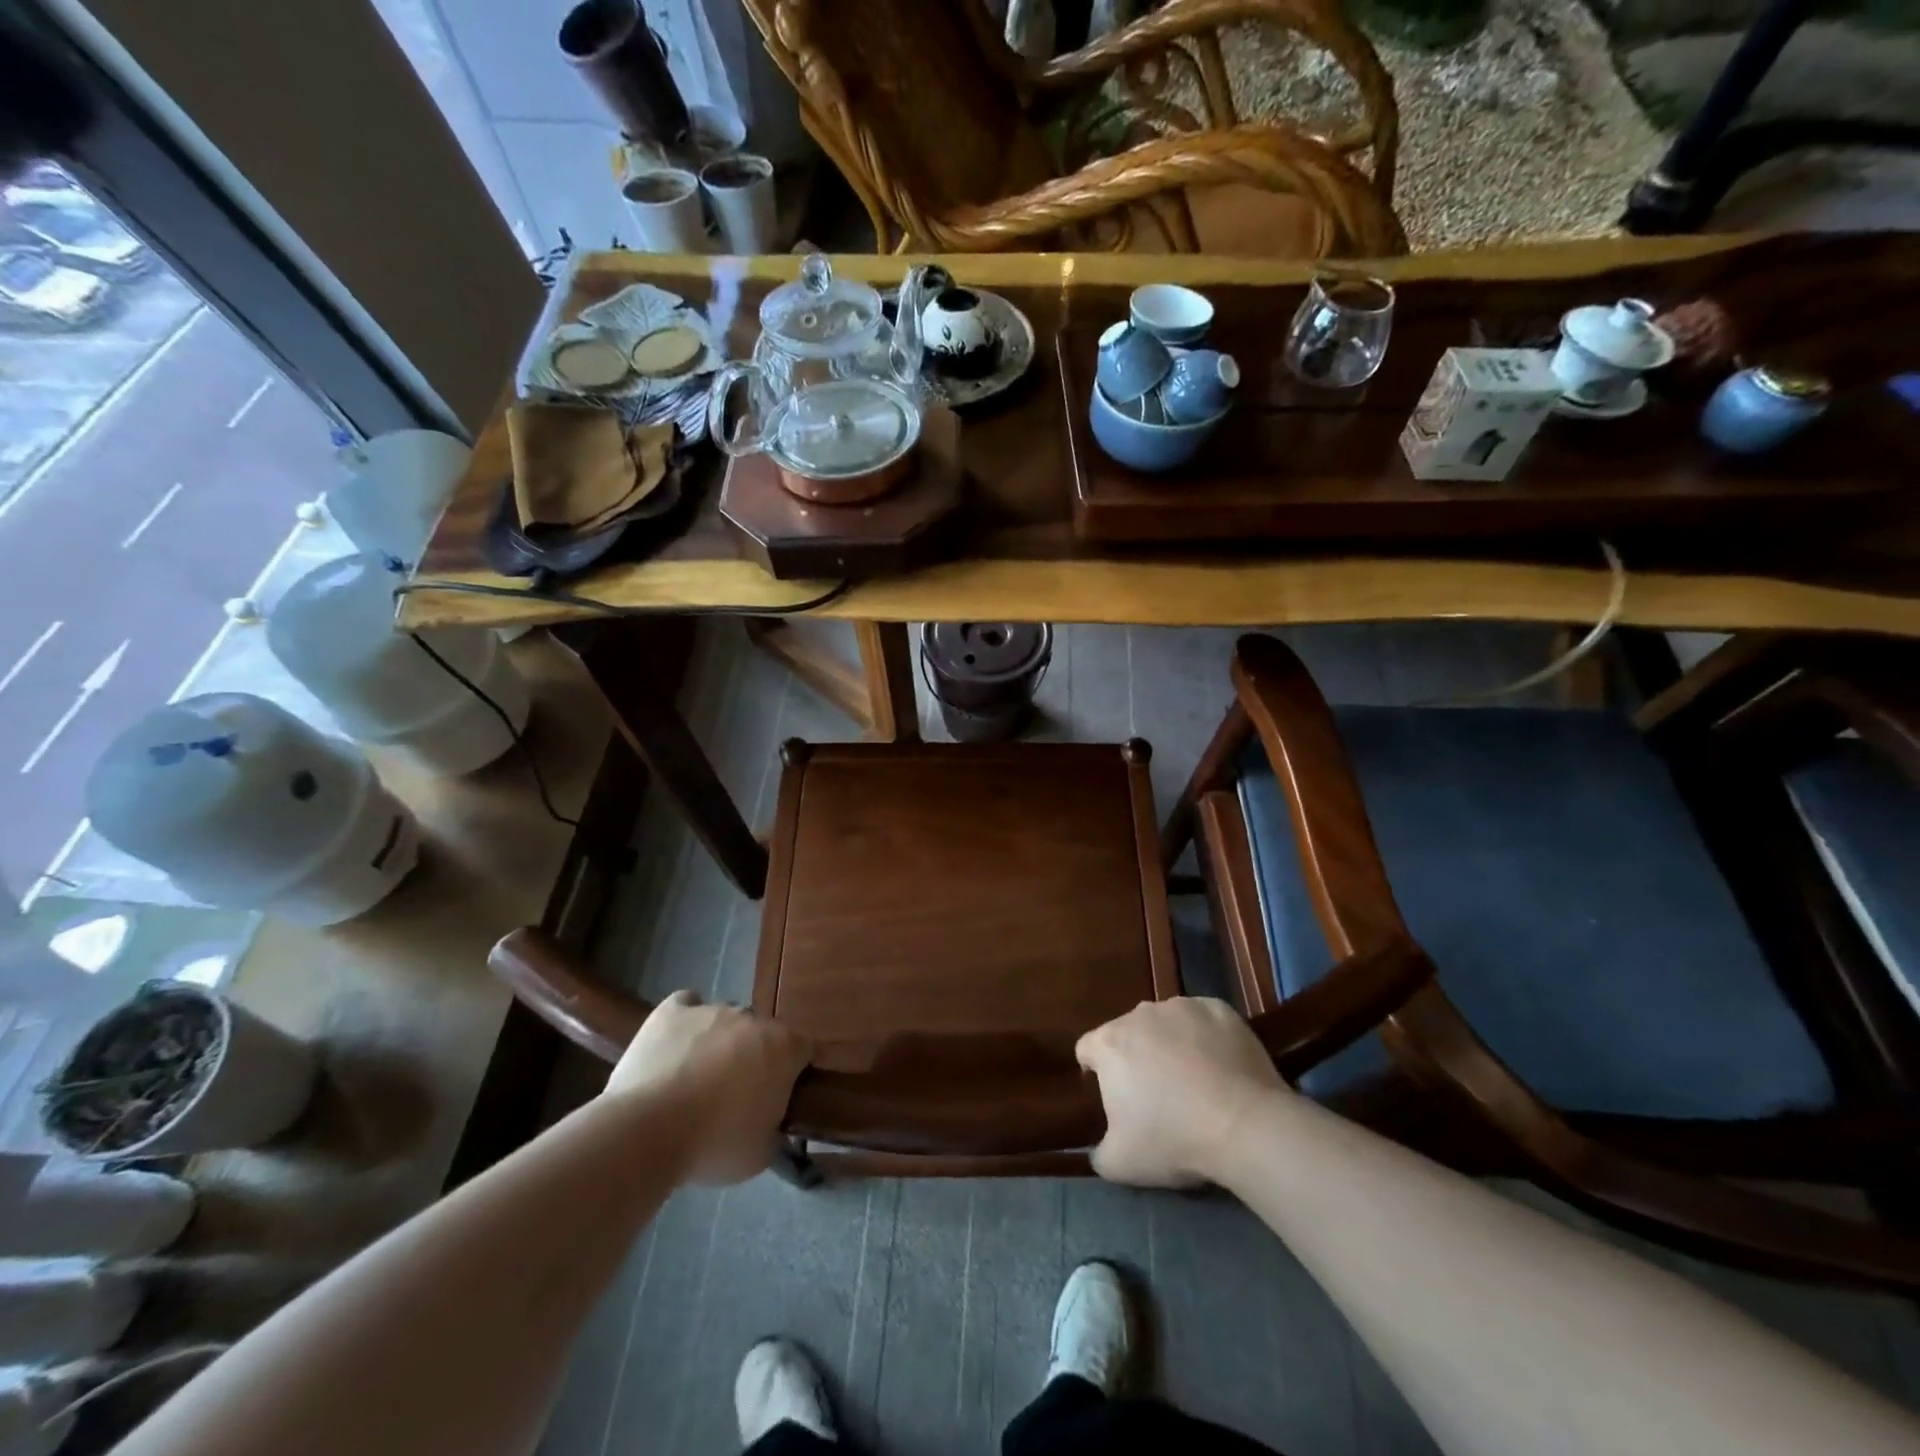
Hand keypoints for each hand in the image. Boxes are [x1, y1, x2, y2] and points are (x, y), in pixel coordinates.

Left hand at [605, 992, 812, 1184]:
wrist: (646, 1132)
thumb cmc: (715, 1144)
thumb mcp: (761, 1153)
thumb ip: (775, 1128)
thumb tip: (771, 1122)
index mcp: (784, 1047)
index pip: (806, 1048)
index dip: (796, 1072)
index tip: (783, 1097)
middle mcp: (753, 1018)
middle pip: (762, 1034)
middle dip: (755, 1058)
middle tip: (737, 1096)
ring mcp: (712, 1009)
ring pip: (725, 1022)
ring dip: (720, 1044)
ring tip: (695, 1080)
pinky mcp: (672, 1011)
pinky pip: (687, 1005)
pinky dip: (686, 1021)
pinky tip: (677, 1045)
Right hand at [1076, 998, 1283, 1187]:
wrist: (1245, 1125)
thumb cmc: (1173, 1140)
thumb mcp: (1120, 1164)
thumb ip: (1098, 1152)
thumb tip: (1097, 1147)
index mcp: (1109, 1043)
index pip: (1087, 1049)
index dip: (1097, 1073)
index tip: (1116, 1099)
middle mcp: (1139, 1014)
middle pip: (1128, 1033)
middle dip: (1137, 1058)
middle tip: (1158, 1095)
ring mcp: (1181, 1006)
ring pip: (1166, 1023)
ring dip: (1171, 1044)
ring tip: (1195, 1081)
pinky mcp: (1218, 1008)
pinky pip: (1203, 1020)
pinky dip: (1206, 1038)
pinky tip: (1222, 1067)